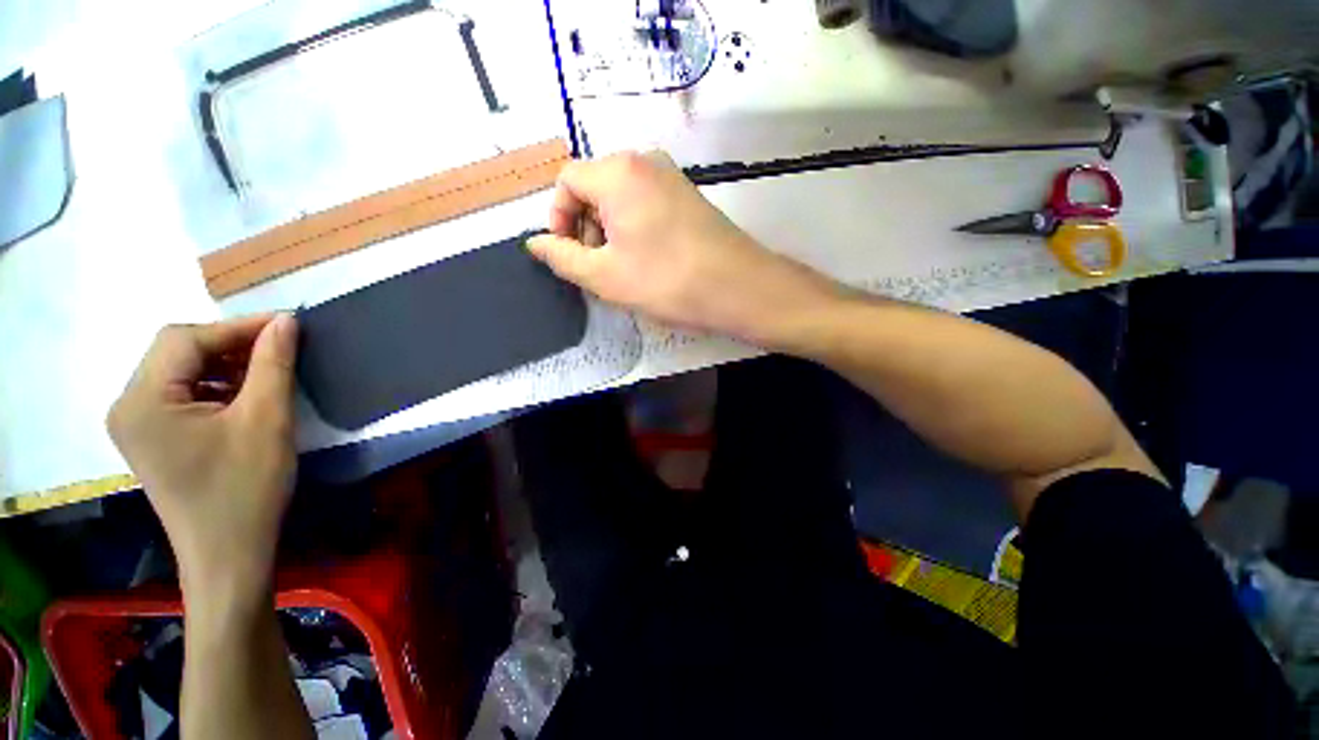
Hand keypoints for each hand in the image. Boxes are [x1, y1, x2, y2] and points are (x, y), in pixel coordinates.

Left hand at [107, 314, 298, 601]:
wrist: (229, 554)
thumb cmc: (246, 488)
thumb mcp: (266, 420)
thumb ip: (272, 365)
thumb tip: (285, 321)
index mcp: (142, 401)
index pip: (184, 339)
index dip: (237, 327)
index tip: (288, 325)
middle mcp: (127, 406)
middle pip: (176, 352)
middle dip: (230, 345)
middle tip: (280, 349)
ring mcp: (135, 424)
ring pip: (180, 372)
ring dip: (225, 366)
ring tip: (267, 375)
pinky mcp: (151, 438)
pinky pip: (180, 394)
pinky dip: (215, 387)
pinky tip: (244, 399)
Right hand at [526, 151, 840, 344]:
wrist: (738, 287)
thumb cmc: (666, 281)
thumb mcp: (604, 275)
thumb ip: (563, 257)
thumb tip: (536, 243)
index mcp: (618, 172)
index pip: (567, 181)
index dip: (558, 218)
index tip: (568, 254)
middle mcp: (645, 162)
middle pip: (594, 186)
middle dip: (585, 226)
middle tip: (597, 266)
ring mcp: (671, 177)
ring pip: (621, 197)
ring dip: (609, 230)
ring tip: (622, 268)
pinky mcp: (688, 195)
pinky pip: (645, 203)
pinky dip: (634, 228)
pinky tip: (646, 259)